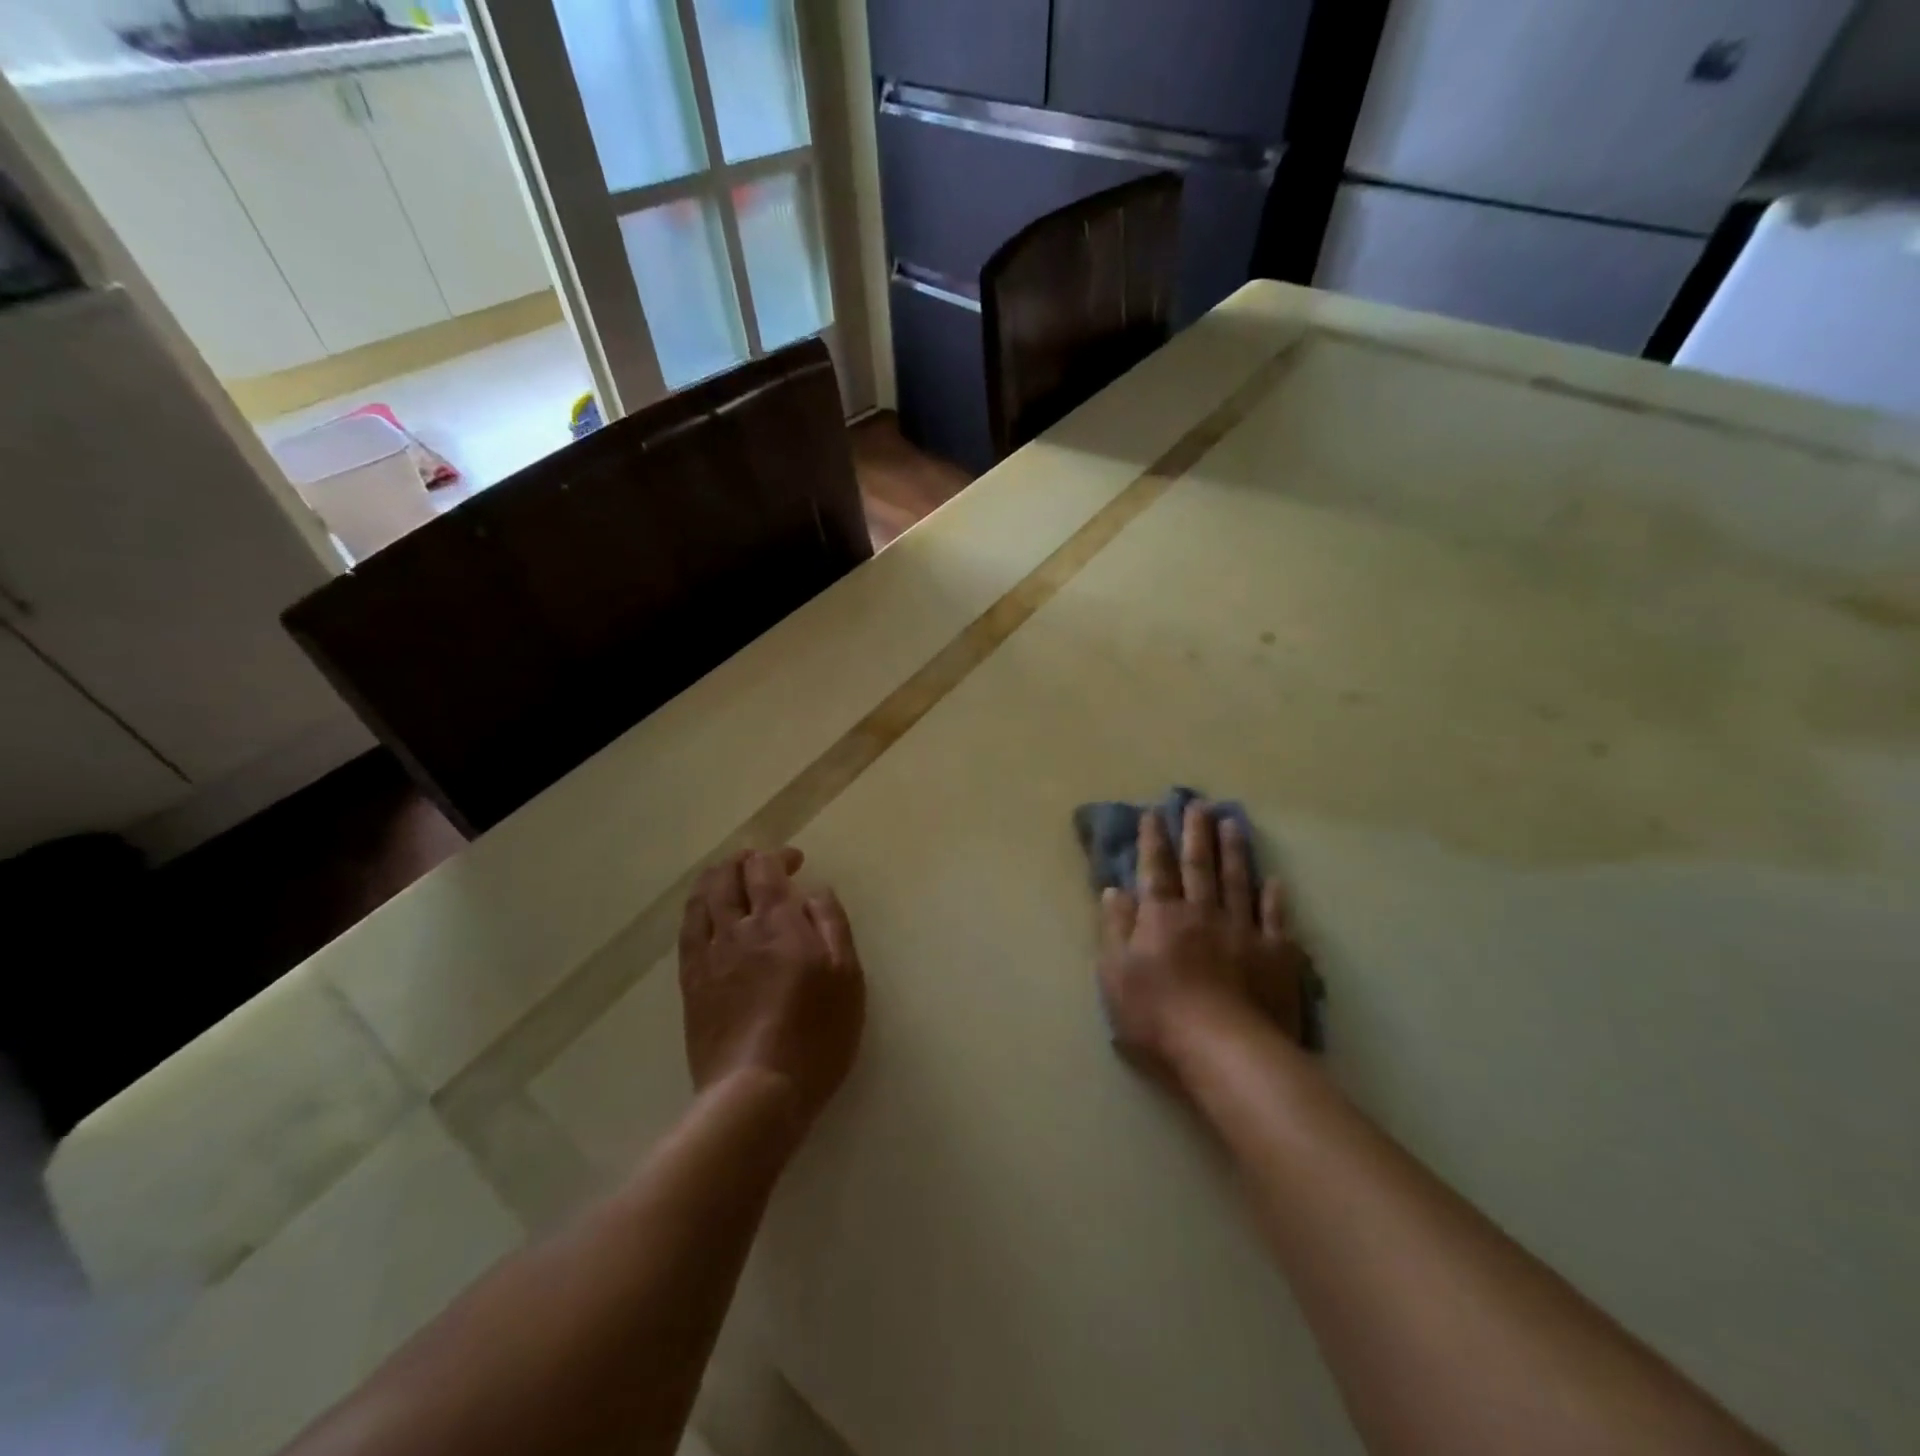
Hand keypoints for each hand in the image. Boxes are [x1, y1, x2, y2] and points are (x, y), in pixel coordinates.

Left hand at [679, 848, 865, 1127]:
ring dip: (715, 879)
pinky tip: (703, 914)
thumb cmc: (816, 1033)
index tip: (795, 861)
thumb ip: (831, 924)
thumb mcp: (846, 976)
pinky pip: (686, 932)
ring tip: (727, 877)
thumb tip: (814, 892)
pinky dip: (695, 910)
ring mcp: (709, 956)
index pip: (765, 869)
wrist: (756, 1091)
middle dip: (742, 861)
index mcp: (777, 922)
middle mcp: (737, 929)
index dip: (776, 855)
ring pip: (701, 899)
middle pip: (727, 877)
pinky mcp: (691, 984)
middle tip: (758, 863)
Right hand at [1098, 803, 1309, 1076]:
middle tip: (1198, 804)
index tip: (1154, 813)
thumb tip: (1114, 890)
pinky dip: (1274, 898)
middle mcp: (1203, 913)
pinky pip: (1276, 919)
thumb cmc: (1158, 1016)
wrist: (1225, 1050)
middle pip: (1198, 866)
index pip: (1155, 870)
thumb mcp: (1116, 975)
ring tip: (1233, 823)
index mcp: (1162, 917)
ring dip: (1234, 851)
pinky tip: (1275, 881)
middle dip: (1196, 833)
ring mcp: (1243, 931)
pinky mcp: (1276, 955)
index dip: (1153, 841)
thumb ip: (1115, 929)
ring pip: (1237, 881)